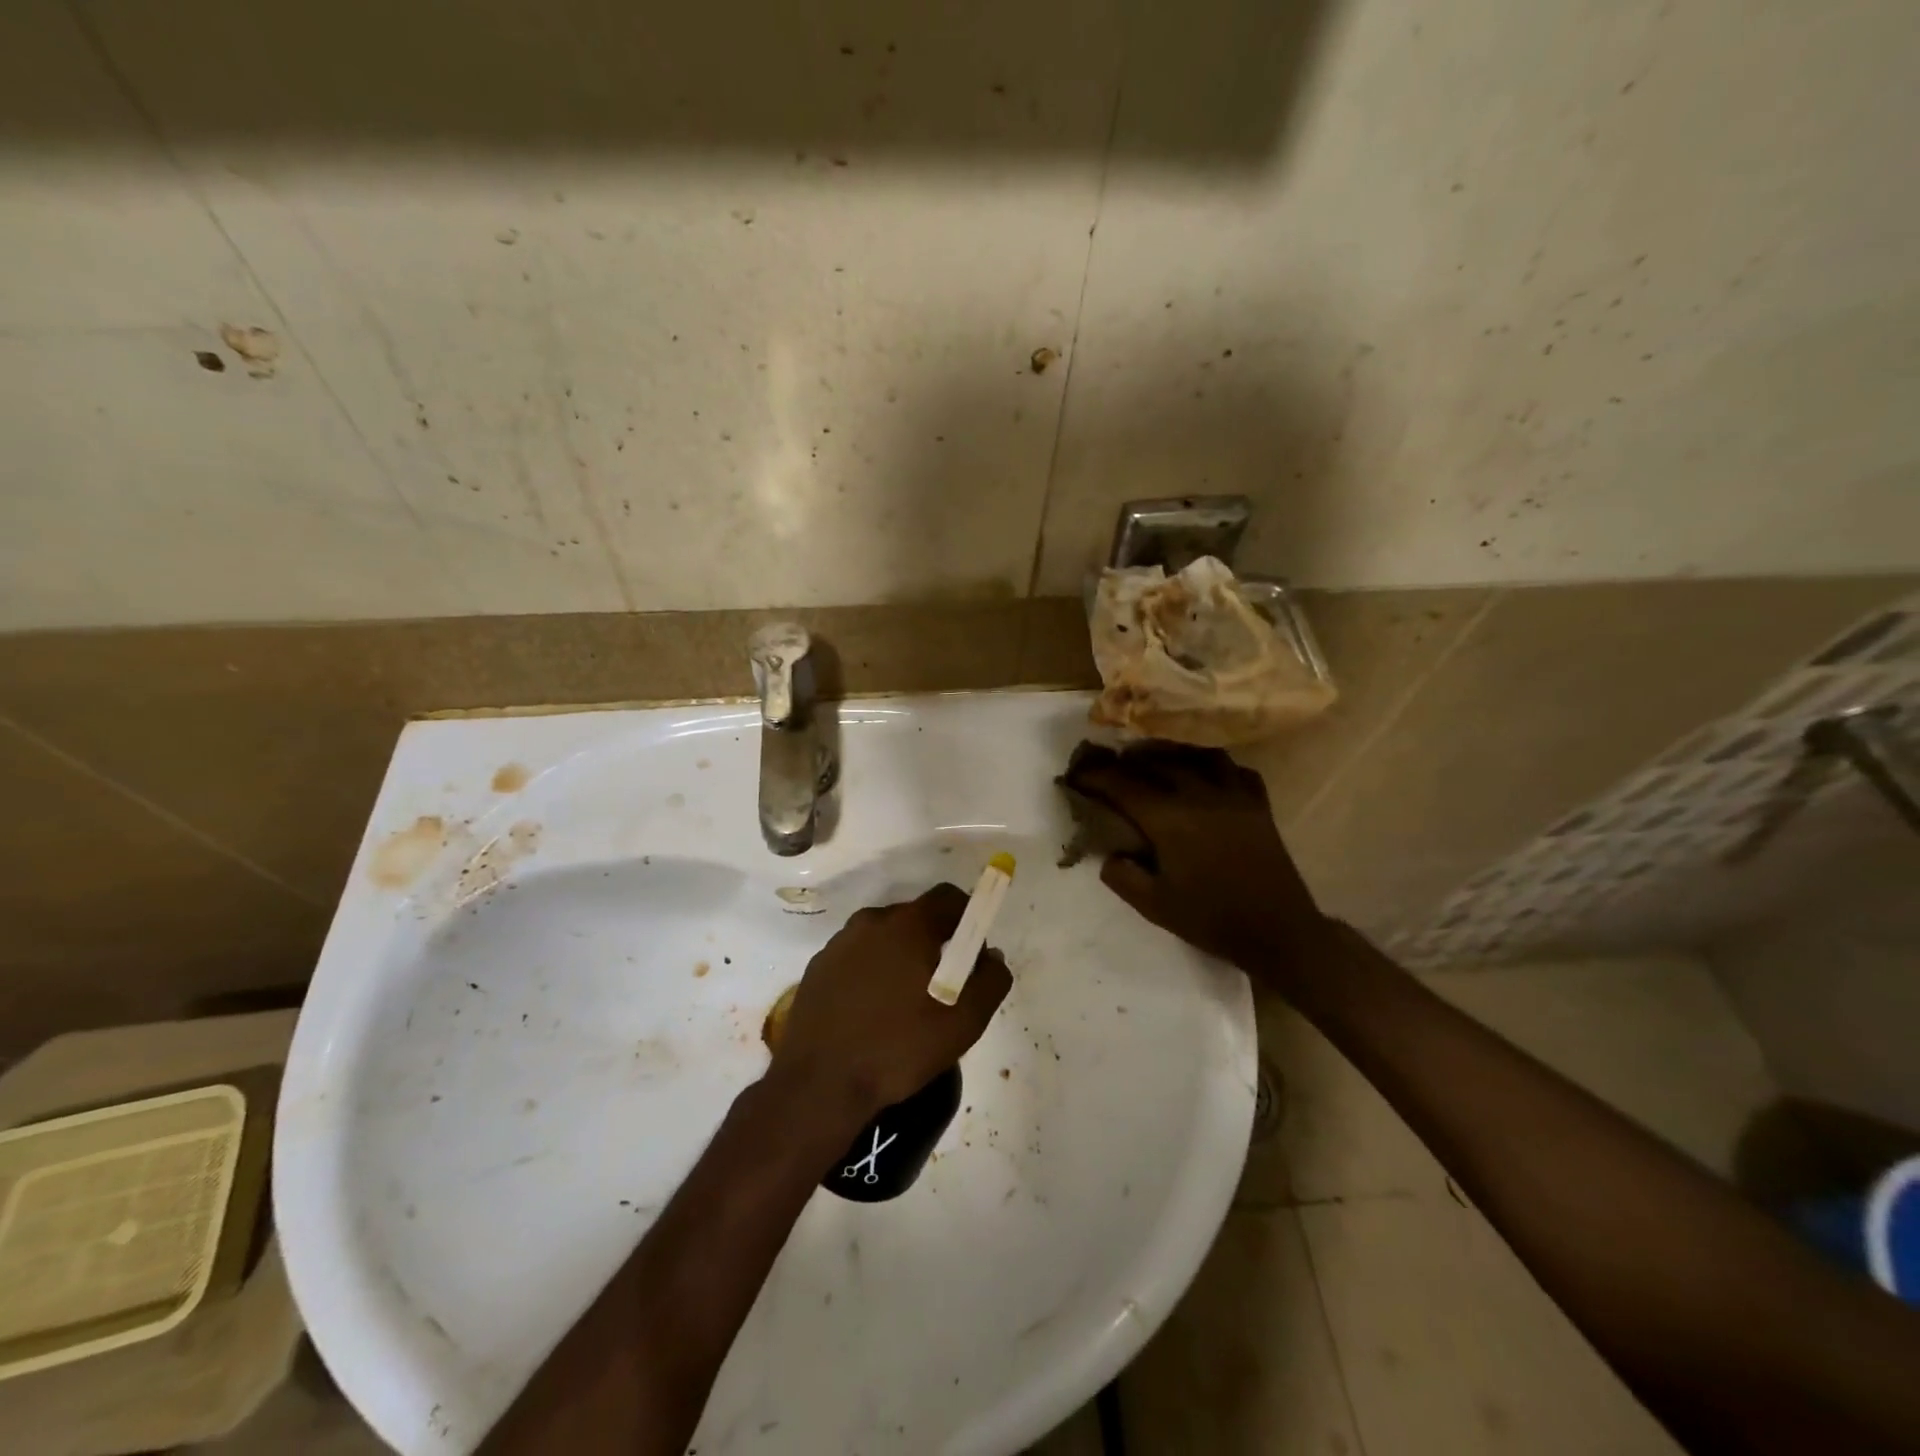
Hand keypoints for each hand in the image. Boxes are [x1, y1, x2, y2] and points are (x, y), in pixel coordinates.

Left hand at [768, 883, 1010, 1130]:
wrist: (818, 1085)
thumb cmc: (897, 1049)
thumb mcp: (963, 1023)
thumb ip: (990, 981)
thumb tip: (991, 956)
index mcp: (907, 926)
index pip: (948, 897)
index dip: (968, 917)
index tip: (972, 953)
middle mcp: (871, 922)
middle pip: (916, 917)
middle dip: (935, 942)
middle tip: (942, 987)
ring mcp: (839, 943)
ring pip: (884, 937)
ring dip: (901, 957)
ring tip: (905, 1005)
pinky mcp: (818, 967)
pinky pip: (857, 957)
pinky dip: (871, 972)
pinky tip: (871, 1013)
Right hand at [1062, 741, 1327, 971]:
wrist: (1279, 932)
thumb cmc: (1212, 920)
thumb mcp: (1154, 907)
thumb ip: (1122, 876)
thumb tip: (1110, 853)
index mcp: (1170, 819)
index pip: (1123, 785)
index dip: (1095, 776)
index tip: (1076, 775)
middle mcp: (1200, 795)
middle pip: (1156, 763)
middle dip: (1125, 762)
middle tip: (1107, 767)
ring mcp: (1233, 795)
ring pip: (1196, 756)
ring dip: (1169, 754)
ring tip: (1154, 761)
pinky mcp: (1258, 804)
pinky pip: (1233, 769)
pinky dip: (1212, 766)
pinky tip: (1204, 776)